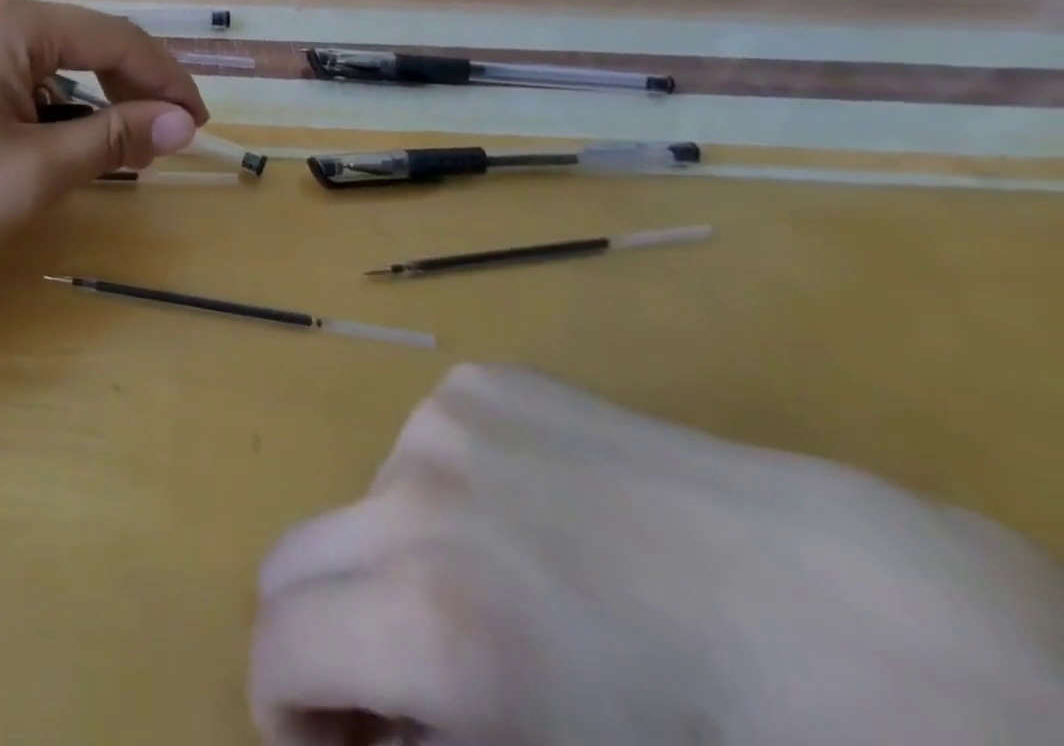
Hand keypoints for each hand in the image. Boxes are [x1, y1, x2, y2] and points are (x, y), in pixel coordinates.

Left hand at [0, 0, 207, 275]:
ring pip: (58, 61)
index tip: (199, 125)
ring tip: (119, 148)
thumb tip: (183, 125)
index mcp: (15, 23)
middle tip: (165, 141)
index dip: (166, 81)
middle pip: (89, 43)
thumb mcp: (35, 171)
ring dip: (96, 101)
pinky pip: (26, 74)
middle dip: (134, 90)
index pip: (117, 40)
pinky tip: (62, 140)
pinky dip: (57, 106)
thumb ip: (114, 140)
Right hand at [250, 364, 1063, 744]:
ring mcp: (440, 422)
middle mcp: (412, 498)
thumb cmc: (689, 732)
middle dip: (321, 632)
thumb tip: (359, 727)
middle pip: (292, 561)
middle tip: (389, 677)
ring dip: (393, 558)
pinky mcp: (476, 383)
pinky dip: (441, 495)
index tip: (331, 738)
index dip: (284, 708)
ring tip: (491, 591)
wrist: (815, 605)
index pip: (279, 644)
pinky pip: (421, 446)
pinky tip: (525, 519)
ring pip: (363, 504)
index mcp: (430, 618)